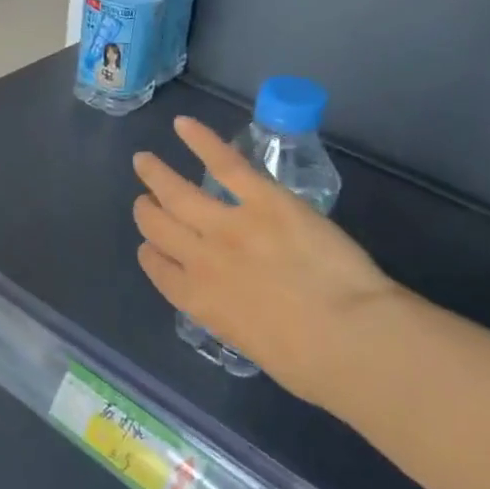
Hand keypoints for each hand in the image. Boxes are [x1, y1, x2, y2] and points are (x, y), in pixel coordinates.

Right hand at [133, 117, 400, 400]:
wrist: (345, 336)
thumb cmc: (308, 363)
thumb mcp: (255, 346)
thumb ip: (238, 318)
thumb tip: (245, 305)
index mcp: (198, 302)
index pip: (158, 269)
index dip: (150, 252)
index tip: (149, 245)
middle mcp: (200, 260)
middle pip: (158, 227)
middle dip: (147, 211)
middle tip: (144, 198)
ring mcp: (228, 225)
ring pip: (178, 193)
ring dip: (157, 175)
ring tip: (144, 160)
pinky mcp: (263, 199)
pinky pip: (225, 164)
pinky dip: (201, 141)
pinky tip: (183, 125)